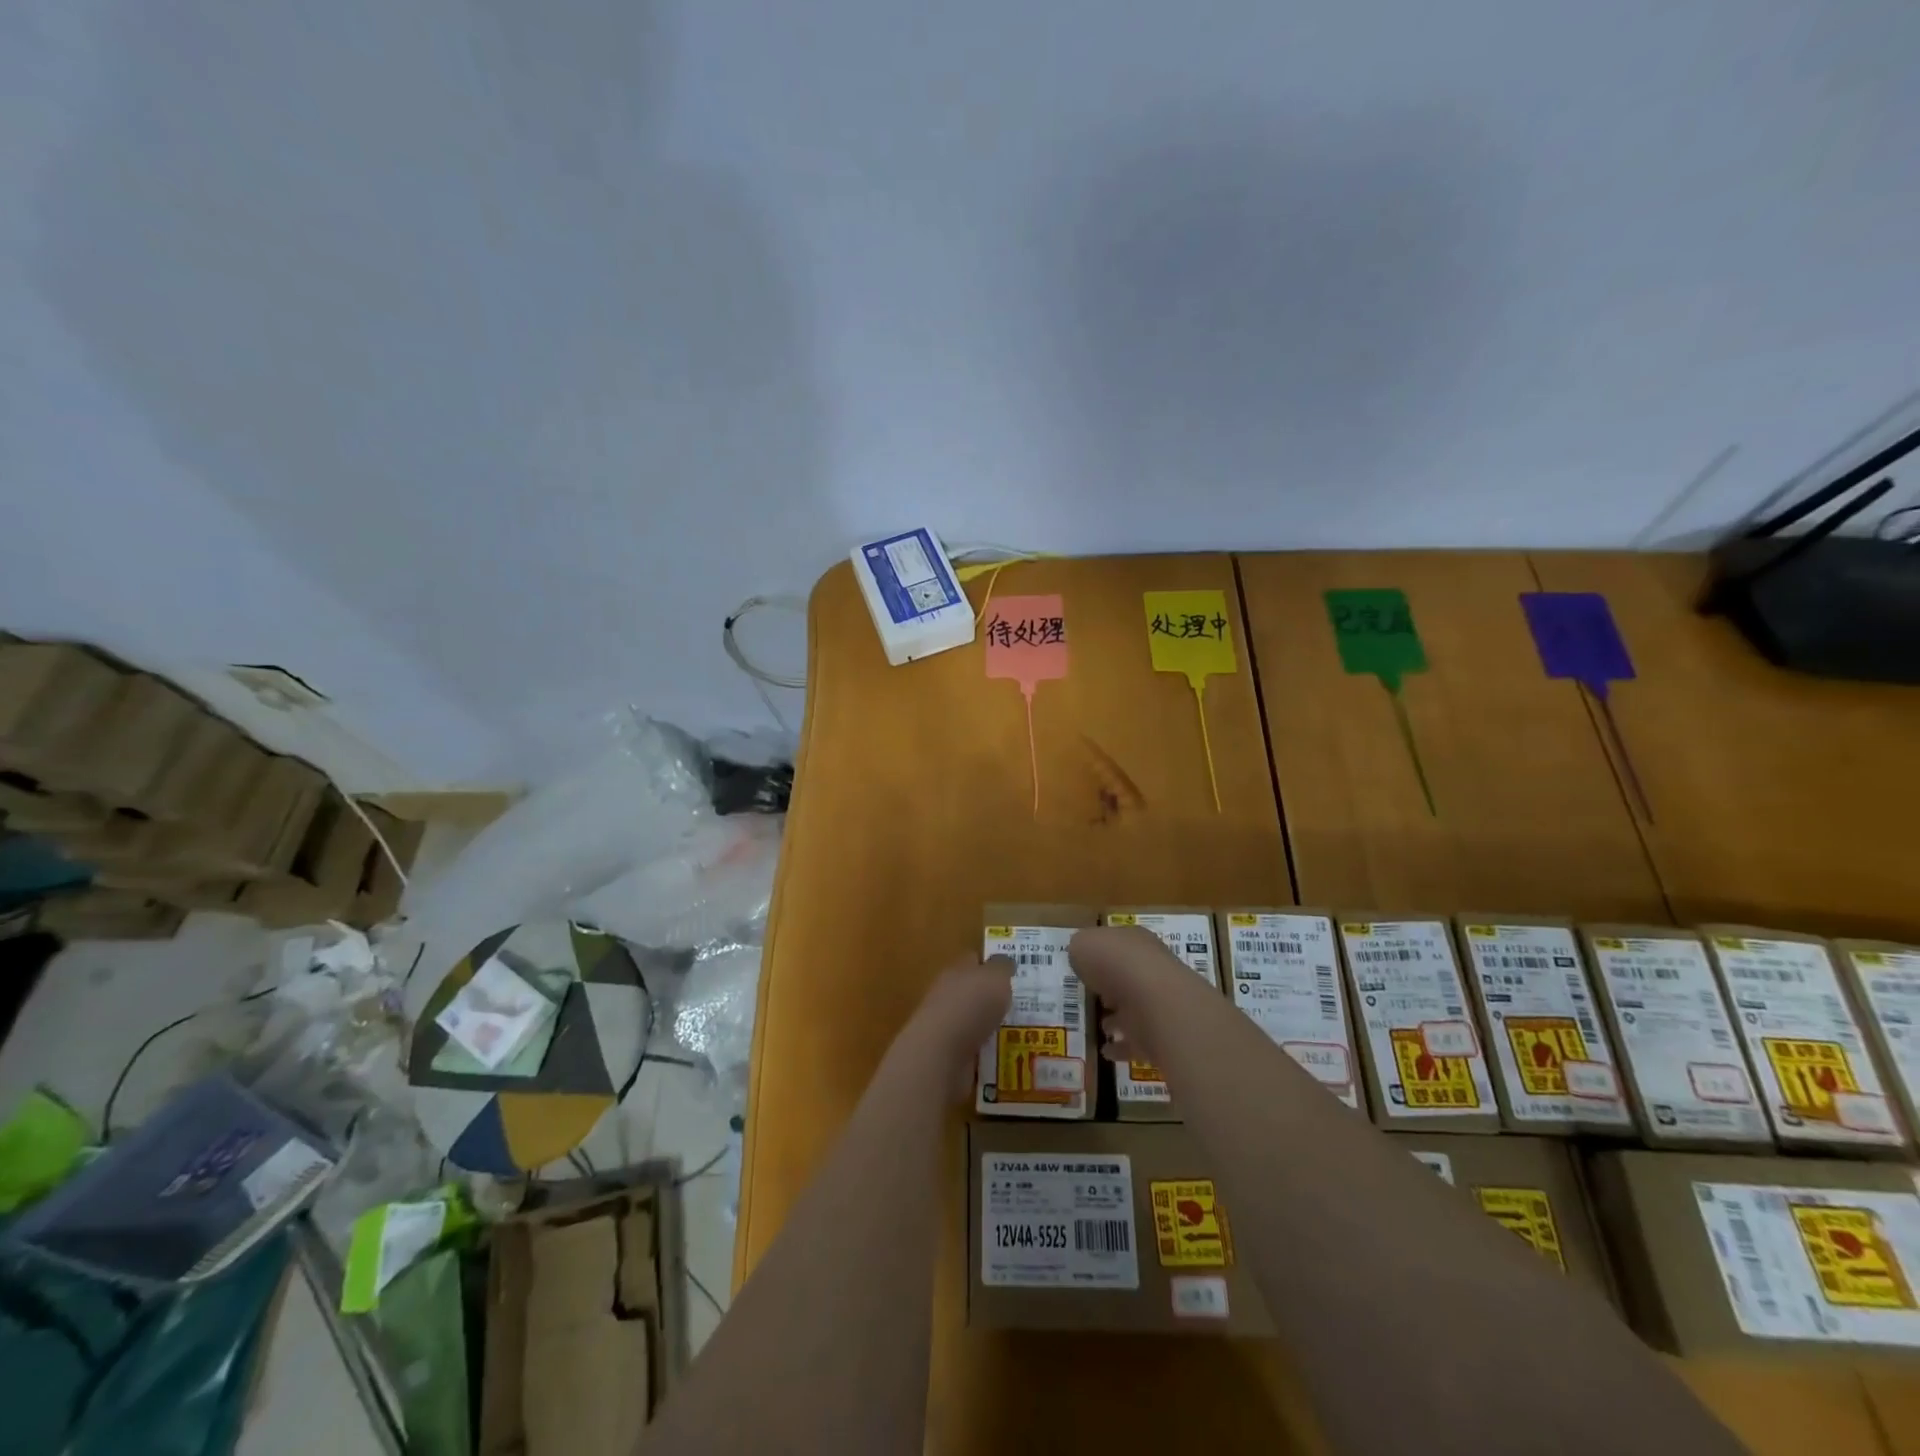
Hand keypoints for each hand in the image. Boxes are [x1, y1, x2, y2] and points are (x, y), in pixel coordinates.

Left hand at [892, 955, 1014, 1100]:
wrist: (941, 1053)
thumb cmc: (971, 1006)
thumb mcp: (995, 977)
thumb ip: (1002, 968)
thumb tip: (1004, 963)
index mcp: (956, 971)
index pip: (973, 960)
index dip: (991, 964)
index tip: (1012, 972)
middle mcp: (948, 995)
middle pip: (973, 992)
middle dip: (993, 998)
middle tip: (1020, 1005)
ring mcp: (946, 1026)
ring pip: (974, 1022)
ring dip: (990, 1027)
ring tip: (1019, 1033)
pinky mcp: (948, 1055)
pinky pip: (973, 1050)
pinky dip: (986, 1053)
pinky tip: (1004, 1056)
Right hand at [1069, 925, 1225, 1070]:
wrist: (1153, 1002)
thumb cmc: (1114, 963)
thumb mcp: (1082, 944)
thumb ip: (1080, 948)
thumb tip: (1082, 957)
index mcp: (1134, 942)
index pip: (1118, 944)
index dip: (1102, 953)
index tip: (1086, 966)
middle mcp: (1150, 969)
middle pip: (1129, 976)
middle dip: (1113, 987)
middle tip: (1094, 997)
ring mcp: (1157, 1002)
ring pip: (1135, 1009)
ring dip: (1119, 1019)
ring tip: (1101, 1027)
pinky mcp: (1160, 1034)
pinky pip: (1137, 1041)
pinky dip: (1122, 1047)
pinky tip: (1106, 1052)